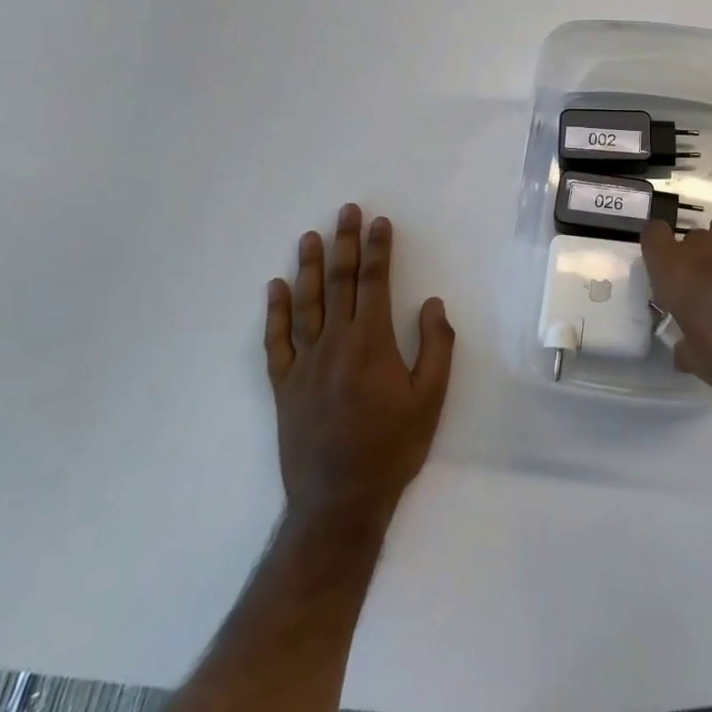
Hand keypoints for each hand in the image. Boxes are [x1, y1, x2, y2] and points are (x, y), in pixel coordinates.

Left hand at [265, 204, 454, 527]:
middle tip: (346, 211)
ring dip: (309, 267)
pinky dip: (276, 312)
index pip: (374, 283)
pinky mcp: (284, 386)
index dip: (378, 249)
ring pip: (306, 303)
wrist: (339, 500)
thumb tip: (431, 303)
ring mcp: (304, 363)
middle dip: (345, 243)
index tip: (380, 222)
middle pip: (339, 283)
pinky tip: (276, 288)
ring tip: (311, 236)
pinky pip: (276, 341)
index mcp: (371, 343)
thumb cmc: (393, 447)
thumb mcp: (431, 398)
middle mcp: (334, 343)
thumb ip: (435, 346)